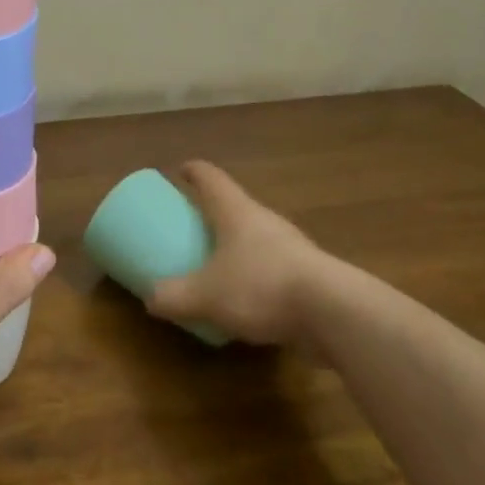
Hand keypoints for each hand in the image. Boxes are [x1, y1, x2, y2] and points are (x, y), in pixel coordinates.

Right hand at [147, 160, 326, 345]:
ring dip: (236, 246)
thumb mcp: (205, 296)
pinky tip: (248, 300)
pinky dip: (256, 275)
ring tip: (217, 266)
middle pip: (234, 206)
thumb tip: (150, 299)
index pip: (210, 178)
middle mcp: (264, 220)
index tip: (180, 171)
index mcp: (236, 212)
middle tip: (192, 226)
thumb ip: (173, 297)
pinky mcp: (310, 275)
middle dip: (212, 214)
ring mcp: (292, 246)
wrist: (334, 313)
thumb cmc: (261, 286)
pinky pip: (273, 267)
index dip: (193, 171)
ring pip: (256, 237)